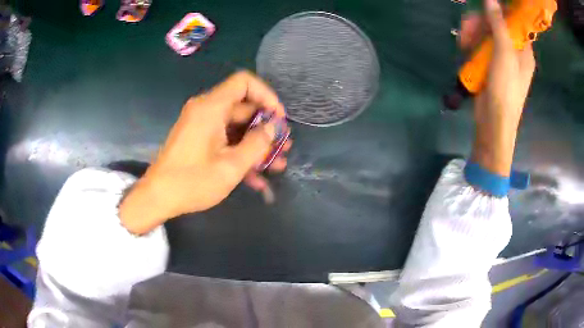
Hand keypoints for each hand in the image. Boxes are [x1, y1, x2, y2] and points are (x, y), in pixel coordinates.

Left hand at [119, 71, 290, 233]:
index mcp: (211, 107)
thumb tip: (274, 128)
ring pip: (237, 126)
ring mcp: (202, 125)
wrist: (158, 197)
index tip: (278, 119)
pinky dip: (240, 152)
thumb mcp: (231, 166)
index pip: (244, 82)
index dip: (267, 95)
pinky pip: (225, 138)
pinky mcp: (199, 138)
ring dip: (257, 144)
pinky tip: (256, 177)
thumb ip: (257, 144)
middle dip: (266, 127)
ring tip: (277, 164)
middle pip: (243, 107)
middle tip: (283, 147)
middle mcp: (206, 110)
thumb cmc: (192, 182)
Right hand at [472, 0, 534, 176]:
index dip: (500, 11)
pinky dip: (471, 44)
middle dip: (480, 23)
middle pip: (496, 24)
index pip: (514, 21)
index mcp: (523, 49)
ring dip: (472, 34)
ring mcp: (500, 57)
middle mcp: (513, 50)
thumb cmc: (505, 89)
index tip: (484, 10)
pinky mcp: (488, 64)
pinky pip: (479, 45)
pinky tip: (464, 49)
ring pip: (485, 33)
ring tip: (463, 43)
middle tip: (468, 27)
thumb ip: (498, 25)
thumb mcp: (504, 54)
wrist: (493, 122)